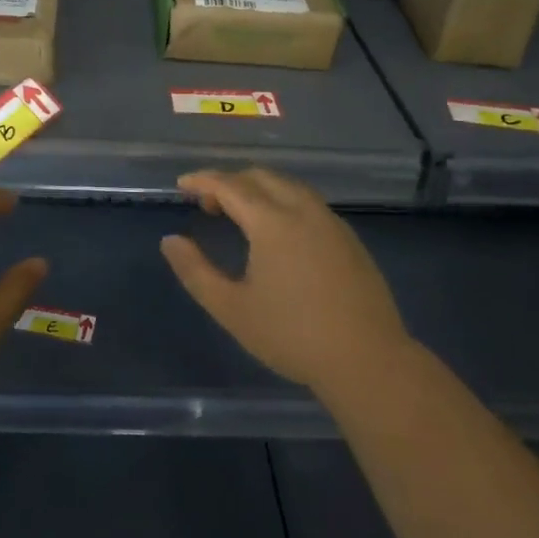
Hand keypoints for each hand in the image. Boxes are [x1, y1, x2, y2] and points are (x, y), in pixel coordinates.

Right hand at [160, 167, 409, 396]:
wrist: (367, 360)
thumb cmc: (292, 336)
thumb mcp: (231, 309)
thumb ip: (195, 271)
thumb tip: (170, 241)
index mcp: (272, 222)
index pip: (230, 185)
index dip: (202, 180)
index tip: (181, 185)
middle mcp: (303, 210)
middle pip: (261, 177)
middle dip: (229, 181)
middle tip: (207, 203)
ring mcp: (331, 222)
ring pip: (288, 186)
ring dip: (258, 188)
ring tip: (239, 213)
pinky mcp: (349, 239)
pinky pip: (308, 202)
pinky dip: (282, 200)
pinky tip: (278, 231)